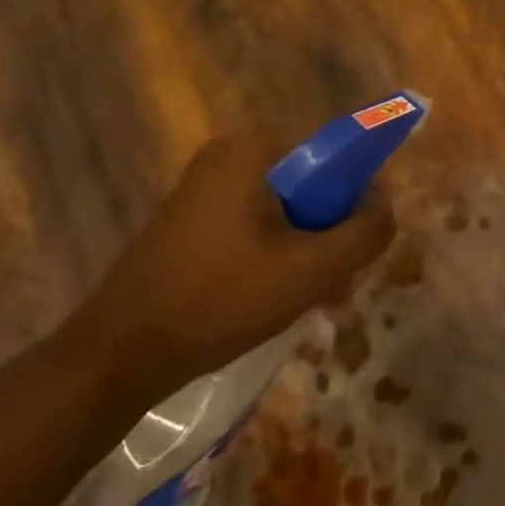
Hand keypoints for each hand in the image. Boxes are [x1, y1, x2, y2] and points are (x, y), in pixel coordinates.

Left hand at [65, 135, 395, 403]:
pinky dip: (275, 258)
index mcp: (253, 151)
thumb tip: (386, 205)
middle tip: (338, 287)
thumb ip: (364, 232)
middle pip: (309, 187)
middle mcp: (227, 158)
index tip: (361, 246)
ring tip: (316, 304)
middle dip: (332, 236)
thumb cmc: (221, 299)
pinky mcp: (188, 224)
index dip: (359, 199)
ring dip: (307, 253)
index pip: (334, 156)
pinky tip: (279, 302)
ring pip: (283, 214)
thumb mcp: (311, 269)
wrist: (118, 355)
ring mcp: (203, 191)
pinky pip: (253, 229)